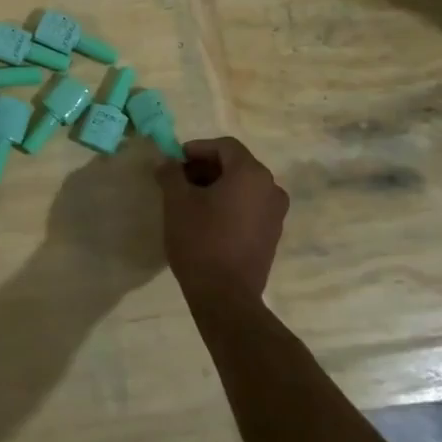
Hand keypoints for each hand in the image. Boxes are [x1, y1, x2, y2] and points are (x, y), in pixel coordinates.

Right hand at [157, 137, 288, 301]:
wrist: (226, 296)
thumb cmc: (200, 240)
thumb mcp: (176, 202)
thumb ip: (170, 174)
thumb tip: (166, 161)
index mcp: (251, 173)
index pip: (224, 146)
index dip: (196, 149)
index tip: (174, 162)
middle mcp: (271, 188)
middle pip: (235, 165)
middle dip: (205, 168)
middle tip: (178, 181)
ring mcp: (276, 213)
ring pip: (243, 186)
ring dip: (217, 186)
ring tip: (189, 201)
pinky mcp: (272, 234)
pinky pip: (250, 206)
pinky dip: (230, 204)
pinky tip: (207, 220)